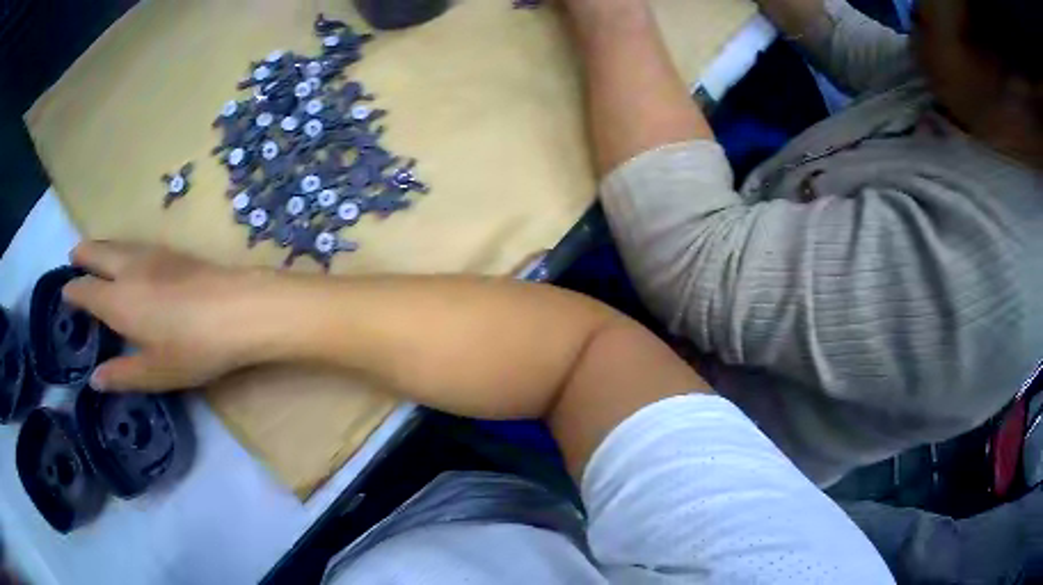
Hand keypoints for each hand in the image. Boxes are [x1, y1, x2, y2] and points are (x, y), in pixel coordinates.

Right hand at [63, 241, 262, 391]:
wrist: (240, 308)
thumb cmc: (193, 348)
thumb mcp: (155, 373)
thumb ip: (122, 375)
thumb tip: (94, 379)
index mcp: (118, 300)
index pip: (87, 291)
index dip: (73, 290)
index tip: (64, 291)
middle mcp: (130, 269)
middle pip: (98, 253)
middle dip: (82, 254)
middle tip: (72, 256)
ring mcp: (153, 254)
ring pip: (117, 244)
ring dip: (101, 246)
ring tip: (94, 253)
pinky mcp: (173, 252)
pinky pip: (135, 244)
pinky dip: (121, 246)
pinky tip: (128, 256)